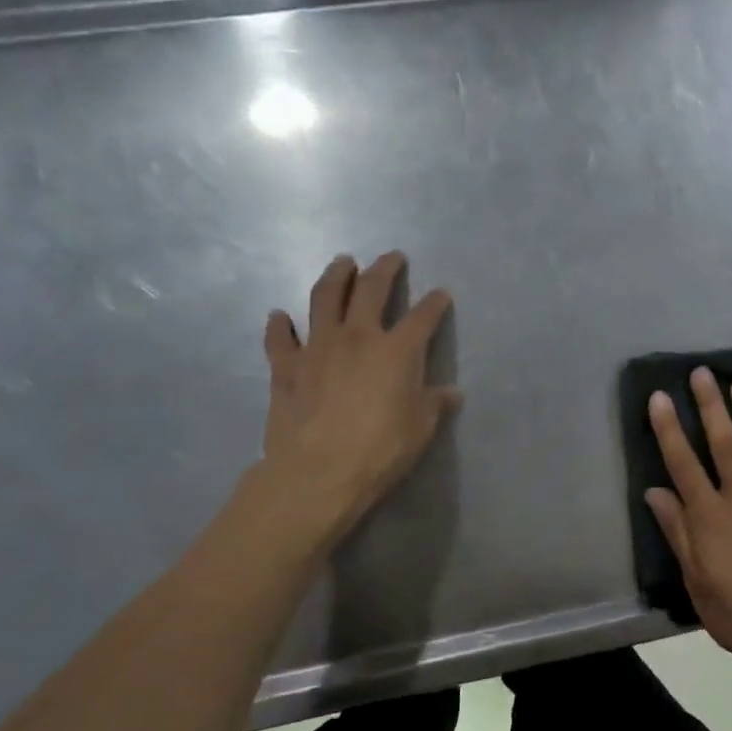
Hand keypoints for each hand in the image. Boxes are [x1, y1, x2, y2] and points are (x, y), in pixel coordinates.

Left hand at [258, 252, 459, 543]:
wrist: (318, 472)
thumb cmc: (379, 451)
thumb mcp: (420, 430)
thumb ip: (434, 405)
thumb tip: (451, 393)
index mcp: (397, 351)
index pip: (422, 317)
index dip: (434, 304)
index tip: (441, 295)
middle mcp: (357, 337)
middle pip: (371, 289)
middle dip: (384, 269)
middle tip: (391, 257)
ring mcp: (317, 347)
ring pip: (324, 297)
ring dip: (335, 276)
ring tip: (342, 263)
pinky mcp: (285, 367)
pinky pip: (280, 338)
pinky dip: (279, 325)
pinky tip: (280, 317)